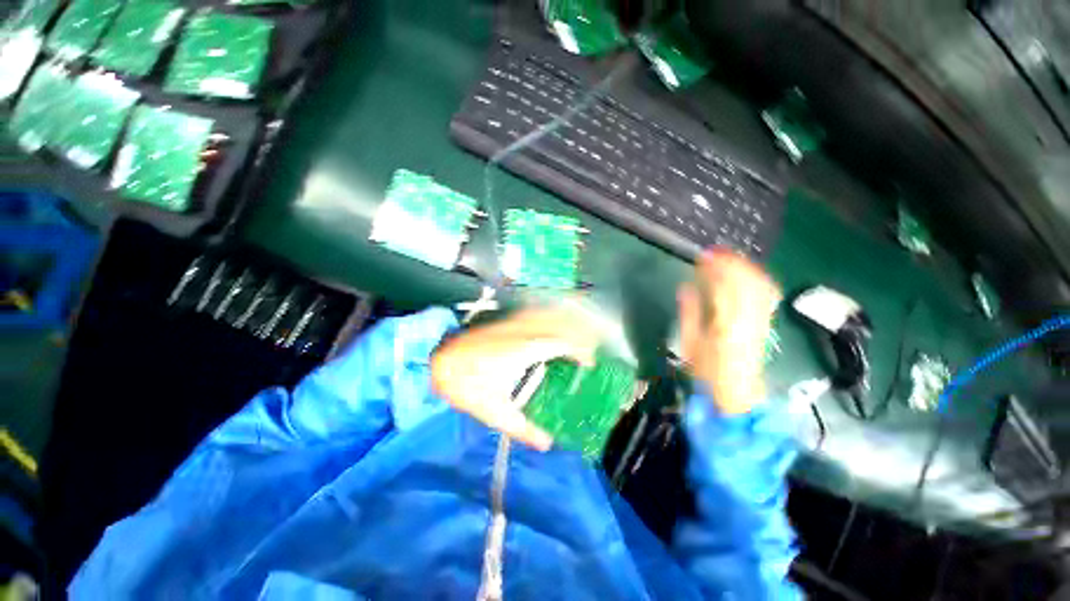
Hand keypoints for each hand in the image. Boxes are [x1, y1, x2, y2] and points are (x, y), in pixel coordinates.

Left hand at [430, 305, 600, 449]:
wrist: (439, 361)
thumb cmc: (468, 385)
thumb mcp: (496, 413)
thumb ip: (524, 429)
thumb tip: (548, 444)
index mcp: (527, 350)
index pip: (563, 343)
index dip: (581, 351)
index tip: (590, 364)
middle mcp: (525, 331)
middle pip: (560, 324)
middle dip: (579, 334)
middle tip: (589, 350)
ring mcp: (515, 323)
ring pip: (548, 315)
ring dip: (565, 323)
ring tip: (575, 337)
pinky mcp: (506, 322)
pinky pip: (535, 314)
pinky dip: (548, 318)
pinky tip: (549, 325)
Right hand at [677, 249, 780, 413]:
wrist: (738, 392)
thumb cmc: (708, 371)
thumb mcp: (690, 342)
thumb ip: (689, 312)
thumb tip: (686, 287)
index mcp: (725, 324)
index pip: (723, 287)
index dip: (715, 267)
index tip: (703, 256)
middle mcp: (748, 318)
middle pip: (746, 281)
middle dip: (732, 262)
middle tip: (715, 252)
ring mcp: (761, 319)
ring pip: (760, 284)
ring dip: (746, 267)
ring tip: (730, 257)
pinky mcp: (766, 322)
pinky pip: (767, 294)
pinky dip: (757, 279)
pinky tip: (747, 273)